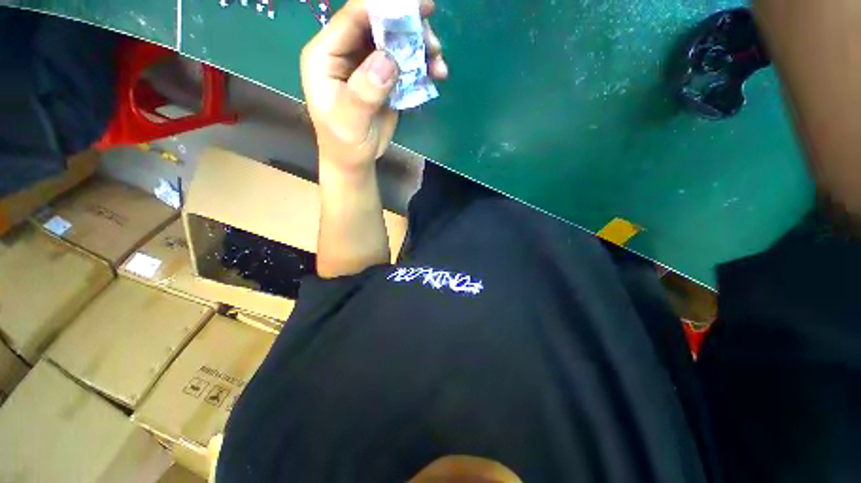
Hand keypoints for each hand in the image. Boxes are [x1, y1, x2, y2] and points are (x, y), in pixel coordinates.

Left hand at [300, 0, 446, 171]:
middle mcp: (346, 53)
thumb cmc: (345, 143)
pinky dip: (422, 66)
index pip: (353, 18)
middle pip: (378, 24)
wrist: (355, 160)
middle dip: (408, 26)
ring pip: (395, 41)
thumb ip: (364, 92)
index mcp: (326, 55)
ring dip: (420, 47)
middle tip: (432, 37)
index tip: (416, 6)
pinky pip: (404, 63)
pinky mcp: (384, 78)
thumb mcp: (350, 122)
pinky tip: (436, 74)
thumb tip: (389, 59)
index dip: (383, 7)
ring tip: (438, 61)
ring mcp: (367, 65)